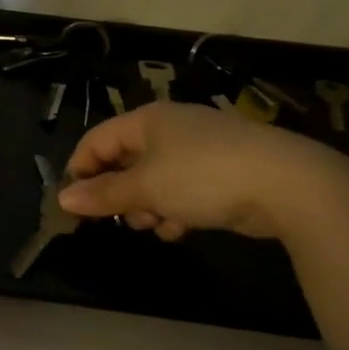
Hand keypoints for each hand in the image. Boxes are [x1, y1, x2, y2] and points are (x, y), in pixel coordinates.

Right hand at [58, 102, 348, 241]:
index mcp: (146, 121)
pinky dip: (176, 209)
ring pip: (154, 180)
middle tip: (123, 219)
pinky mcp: (221, 172)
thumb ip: (103, 194)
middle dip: (120, 194)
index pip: (96, 140)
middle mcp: (169, 129)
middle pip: (125, 161)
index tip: (75, 205)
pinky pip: (183, 190)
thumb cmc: (202, 177)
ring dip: (148, 207)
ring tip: (157, 225)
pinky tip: (182, 228)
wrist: (286, 184)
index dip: (81, 171)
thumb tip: (63, 198)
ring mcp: (198, 150)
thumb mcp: (146, 188)